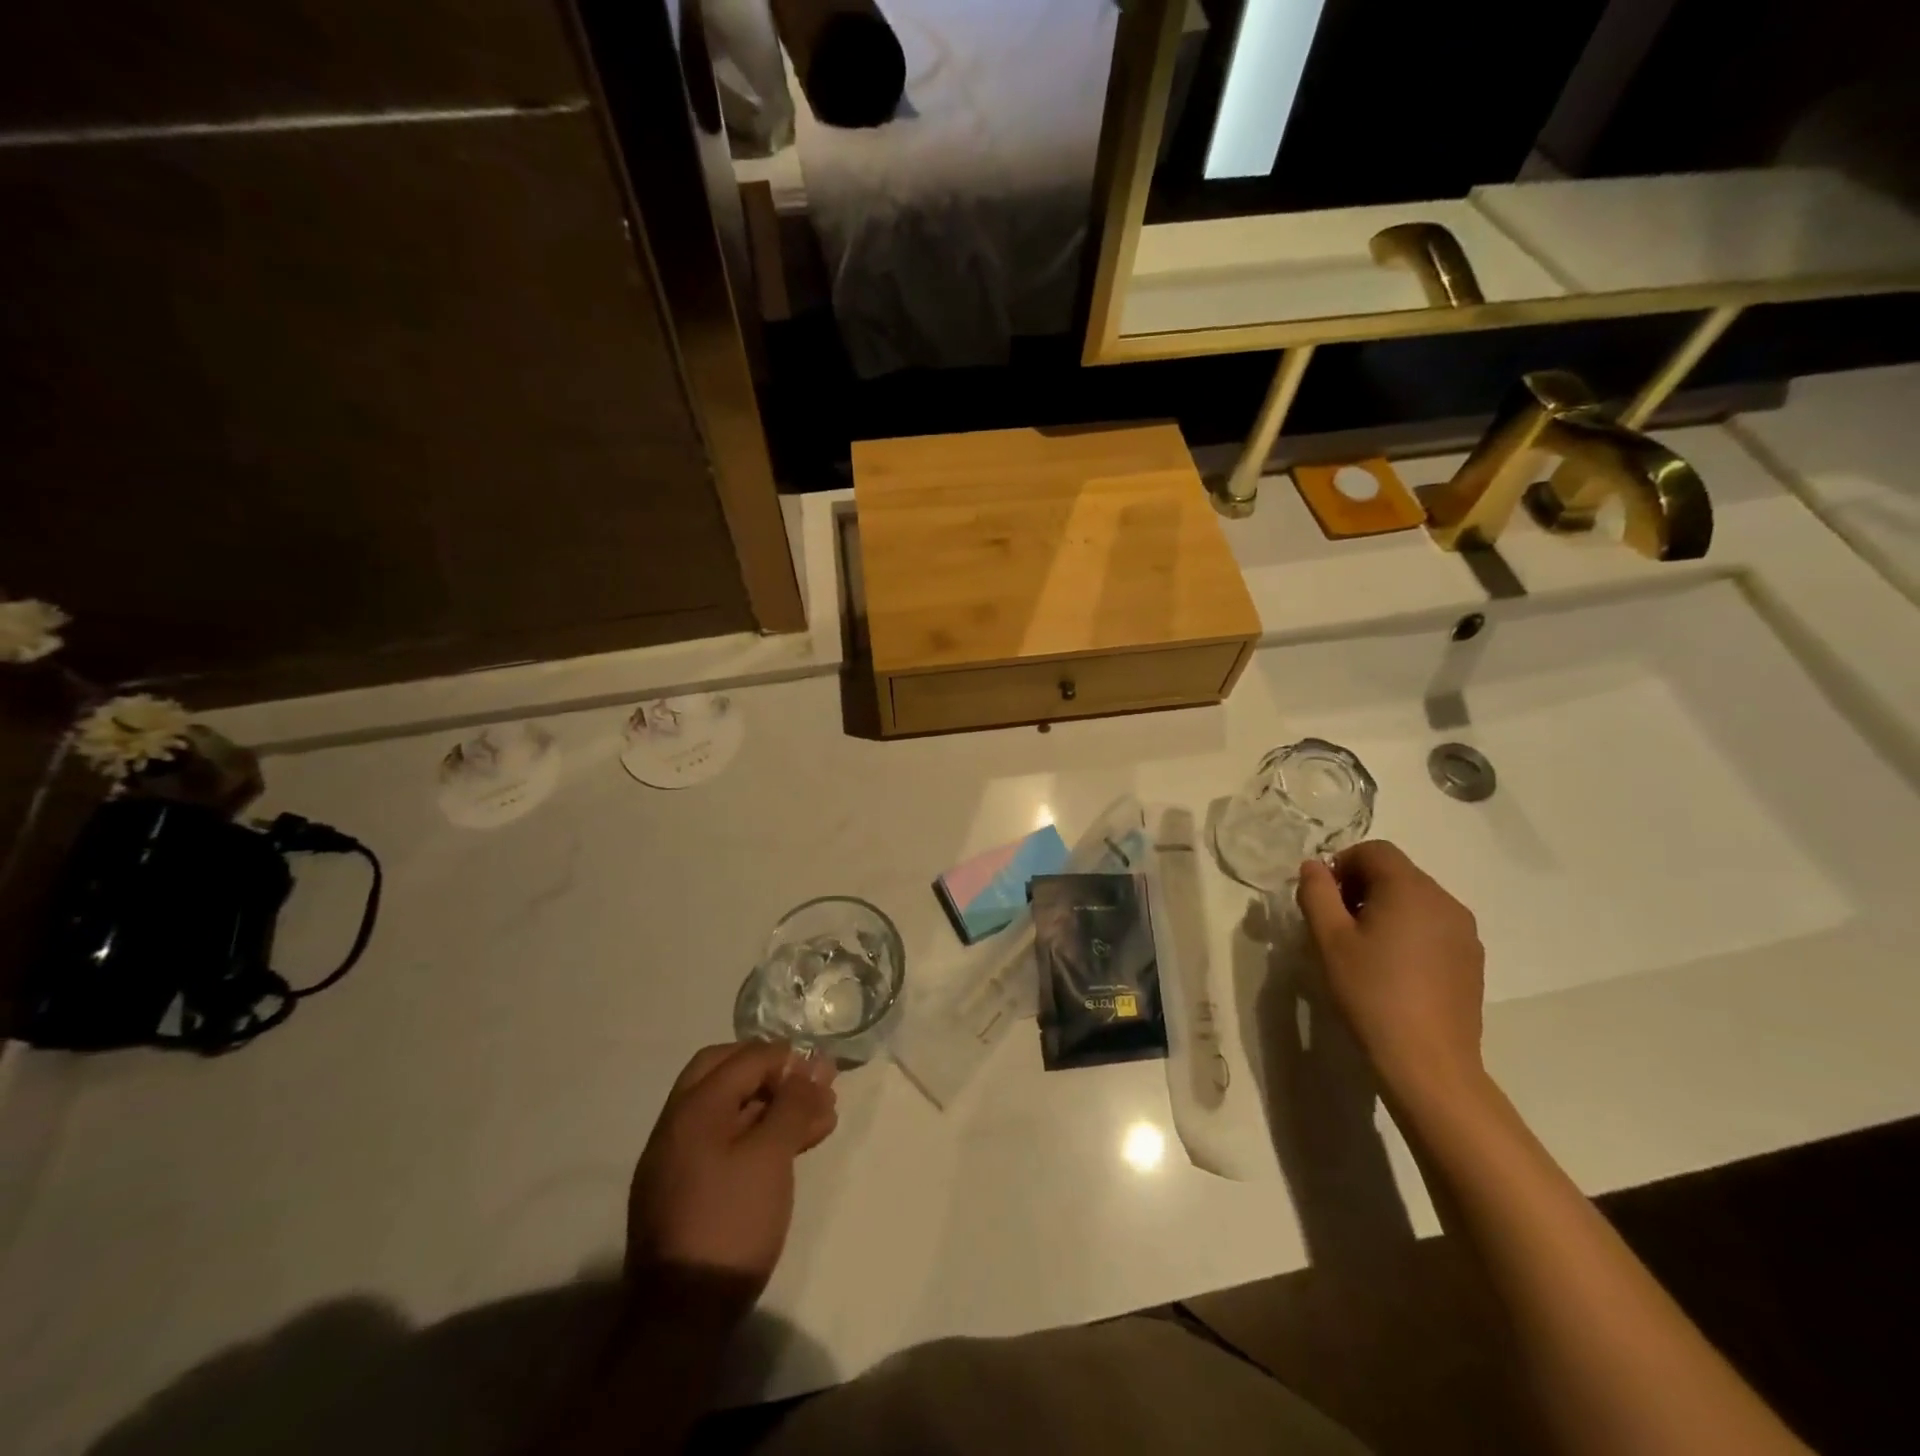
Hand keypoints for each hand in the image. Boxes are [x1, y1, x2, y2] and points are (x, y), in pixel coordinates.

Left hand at [625, 1041, 838, 1318]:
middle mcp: (678, 1123)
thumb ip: (793, 1104)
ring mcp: (676, 1158)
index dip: (787, 1059)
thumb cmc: (731, 1222)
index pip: (746, 1057)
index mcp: (694, 1107)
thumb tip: (812, 1066)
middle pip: (727, 1074)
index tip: (822, 1075)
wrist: (681, 1316)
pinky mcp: (684, 1190)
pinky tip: (788, 1149)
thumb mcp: (771, 1156)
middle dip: (773, 1074)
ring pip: (729, 1110)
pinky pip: (722, 1141)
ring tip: (818, 1121)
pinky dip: (755, 1134)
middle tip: (809, 1086)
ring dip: (771, 1106)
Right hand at [1295, 841, 1487, 1110]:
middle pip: (1397, 872)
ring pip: (1416, 900)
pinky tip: (1391, 969)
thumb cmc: (1370, 993)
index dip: (1342, 864)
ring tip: (1362, 948)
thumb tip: (1314, 866)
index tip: (1324, 898)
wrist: (1428, 1063)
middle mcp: (1445, 901)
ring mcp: (1465, 932)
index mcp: (1411, 889)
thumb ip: (1316, 892)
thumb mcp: (1328, 939)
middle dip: (1361, 886)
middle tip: (1336, 923)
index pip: (1374, 851)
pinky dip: (1408, 931)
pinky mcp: (1472, 961)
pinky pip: (1433, 926)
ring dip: (1384, 908)